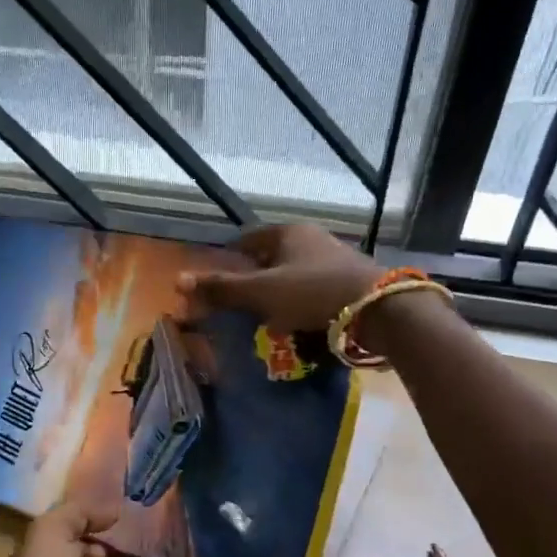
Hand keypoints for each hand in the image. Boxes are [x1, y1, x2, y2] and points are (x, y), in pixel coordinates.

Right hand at [177, 223, 379, 331]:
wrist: (379, 310)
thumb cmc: (313, 293)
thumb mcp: (261, 292)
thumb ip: (222, 288)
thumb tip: (178, 281)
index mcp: (288, 232)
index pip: (247, 239)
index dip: (230, 257)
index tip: (218, 279)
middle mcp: (312, 239)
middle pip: (272, 257)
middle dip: (254, 279)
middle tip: (238, 304)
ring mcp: (334, 260)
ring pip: (294, 275)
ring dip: (279, 294)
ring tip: (265, 319)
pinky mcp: (349, 282)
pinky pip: (314, 291)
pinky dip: (301, 304)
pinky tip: (297, 324)